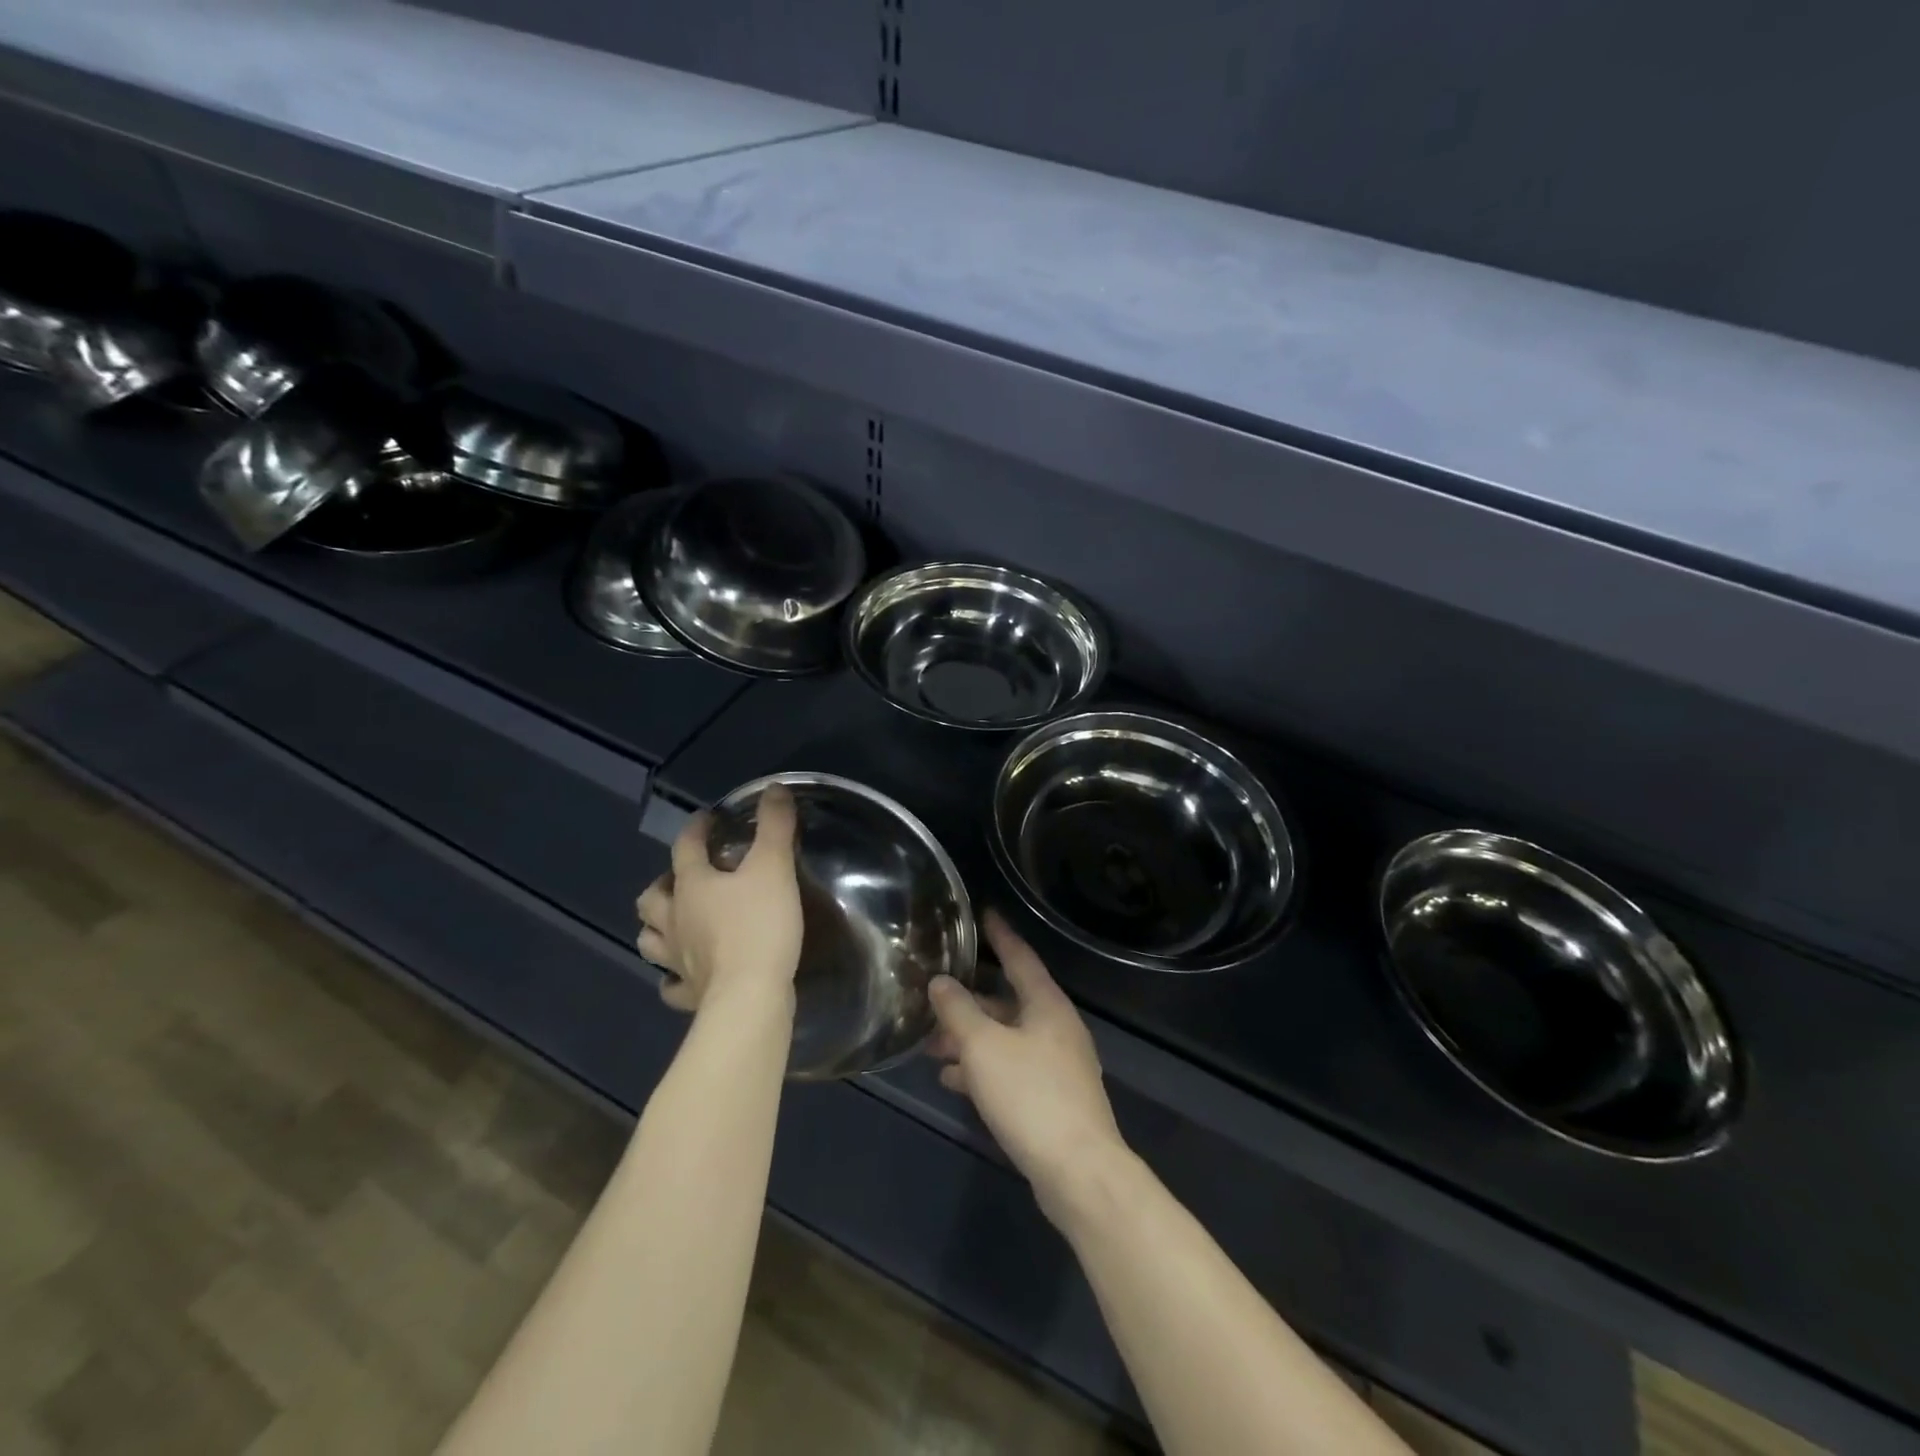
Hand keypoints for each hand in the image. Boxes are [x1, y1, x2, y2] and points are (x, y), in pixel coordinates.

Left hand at [635, 785, 802, 1014]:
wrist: (751, 996)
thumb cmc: (760, 925)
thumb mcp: (774, 867)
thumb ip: (775, 826)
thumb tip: (775, 788)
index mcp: (693, 886)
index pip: (685, 847)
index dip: (695, 830)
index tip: (707, 819)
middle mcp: (676, 920)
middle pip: (652, 898)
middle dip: (663, 884)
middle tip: (683, 878)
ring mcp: (678, 960)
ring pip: (651, 940)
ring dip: (658, 928)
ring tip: (676, 922)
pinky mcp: (690, 994)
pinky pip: (672, 986)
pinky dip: (674, 978)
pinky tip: (685, 975)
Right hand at [928, 911, 1127, 1224]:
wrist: (1078, 1171)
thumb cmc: (1030, 1095)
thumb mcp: (983, 1047)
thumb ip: (958, 1011)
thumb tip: (940, 982)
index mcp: (1047, 1004)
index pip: (1020, 956)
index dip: (1000, 935)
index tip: (984, 914)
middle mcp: (1056, 1027)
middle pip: (1009, 1001)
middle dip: (969, 1002)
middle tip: (934, 998)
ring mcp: (1058, 1064)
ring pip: (1007, 1038)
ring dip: (971, 1039)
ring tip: (932, 1047)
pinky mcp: (1053, 1097)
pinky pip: (1012, 1068)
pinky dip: (984, 1068)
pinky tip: (954, 1080)